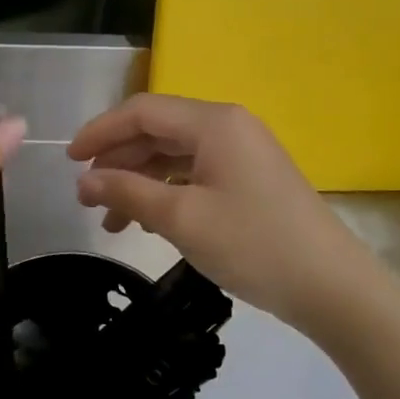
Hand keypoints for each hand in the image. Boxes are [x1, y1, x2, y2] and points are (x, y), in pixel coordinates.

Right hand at [69, 95, 382, 328]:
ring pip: (174, 156)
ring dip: (138, 182)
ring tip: (112, 220)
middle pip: (157, 131)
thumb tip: (83, 181)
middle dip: (117, 160)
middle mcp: (228, 127)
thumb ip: (127, 192)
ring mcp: (242, 153)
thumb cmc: (252, 244)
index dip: (100, 132)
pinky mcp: (249, 179)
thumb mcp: (181, 218)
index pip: (142, 112)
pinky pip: (194, 174)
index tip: (69, 161)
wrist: (331, 286)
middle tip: (87, 196)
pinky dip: (165, 192)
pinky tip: (147, 221)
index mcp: (213, 123)